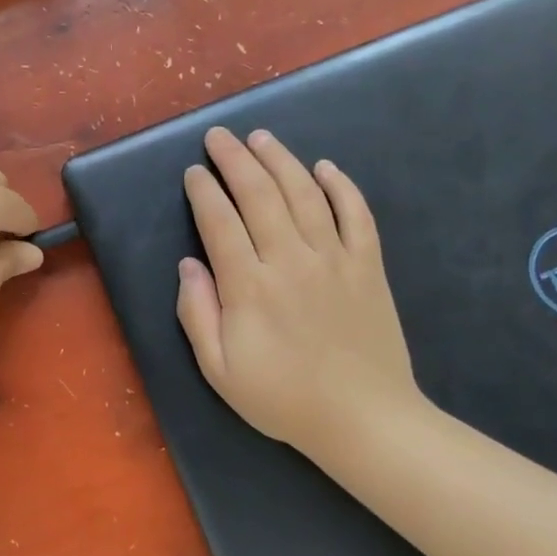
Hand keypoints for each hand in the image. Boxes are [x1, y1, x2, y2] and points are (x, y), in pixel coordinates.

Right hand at [177, 127, 423, 455]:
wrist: (364, 420)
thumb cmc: (282, 398)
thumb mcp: (219, 370)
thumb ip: (197, 314)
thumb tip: (188, 265)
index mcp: (249, 286)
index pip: (219, 222)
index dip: (204, 191)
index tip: (193, 172)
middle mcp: (290, 260)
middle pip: (259, 194)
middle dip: (235, 159)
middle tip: (219, 136)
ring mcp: (334, 259)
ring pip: (305, 194)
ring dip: (281, 159)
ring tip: (261, 137)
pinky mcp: (368, 266)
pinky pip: (357, 214)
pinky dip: (342, 186)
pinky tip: (325, 167)